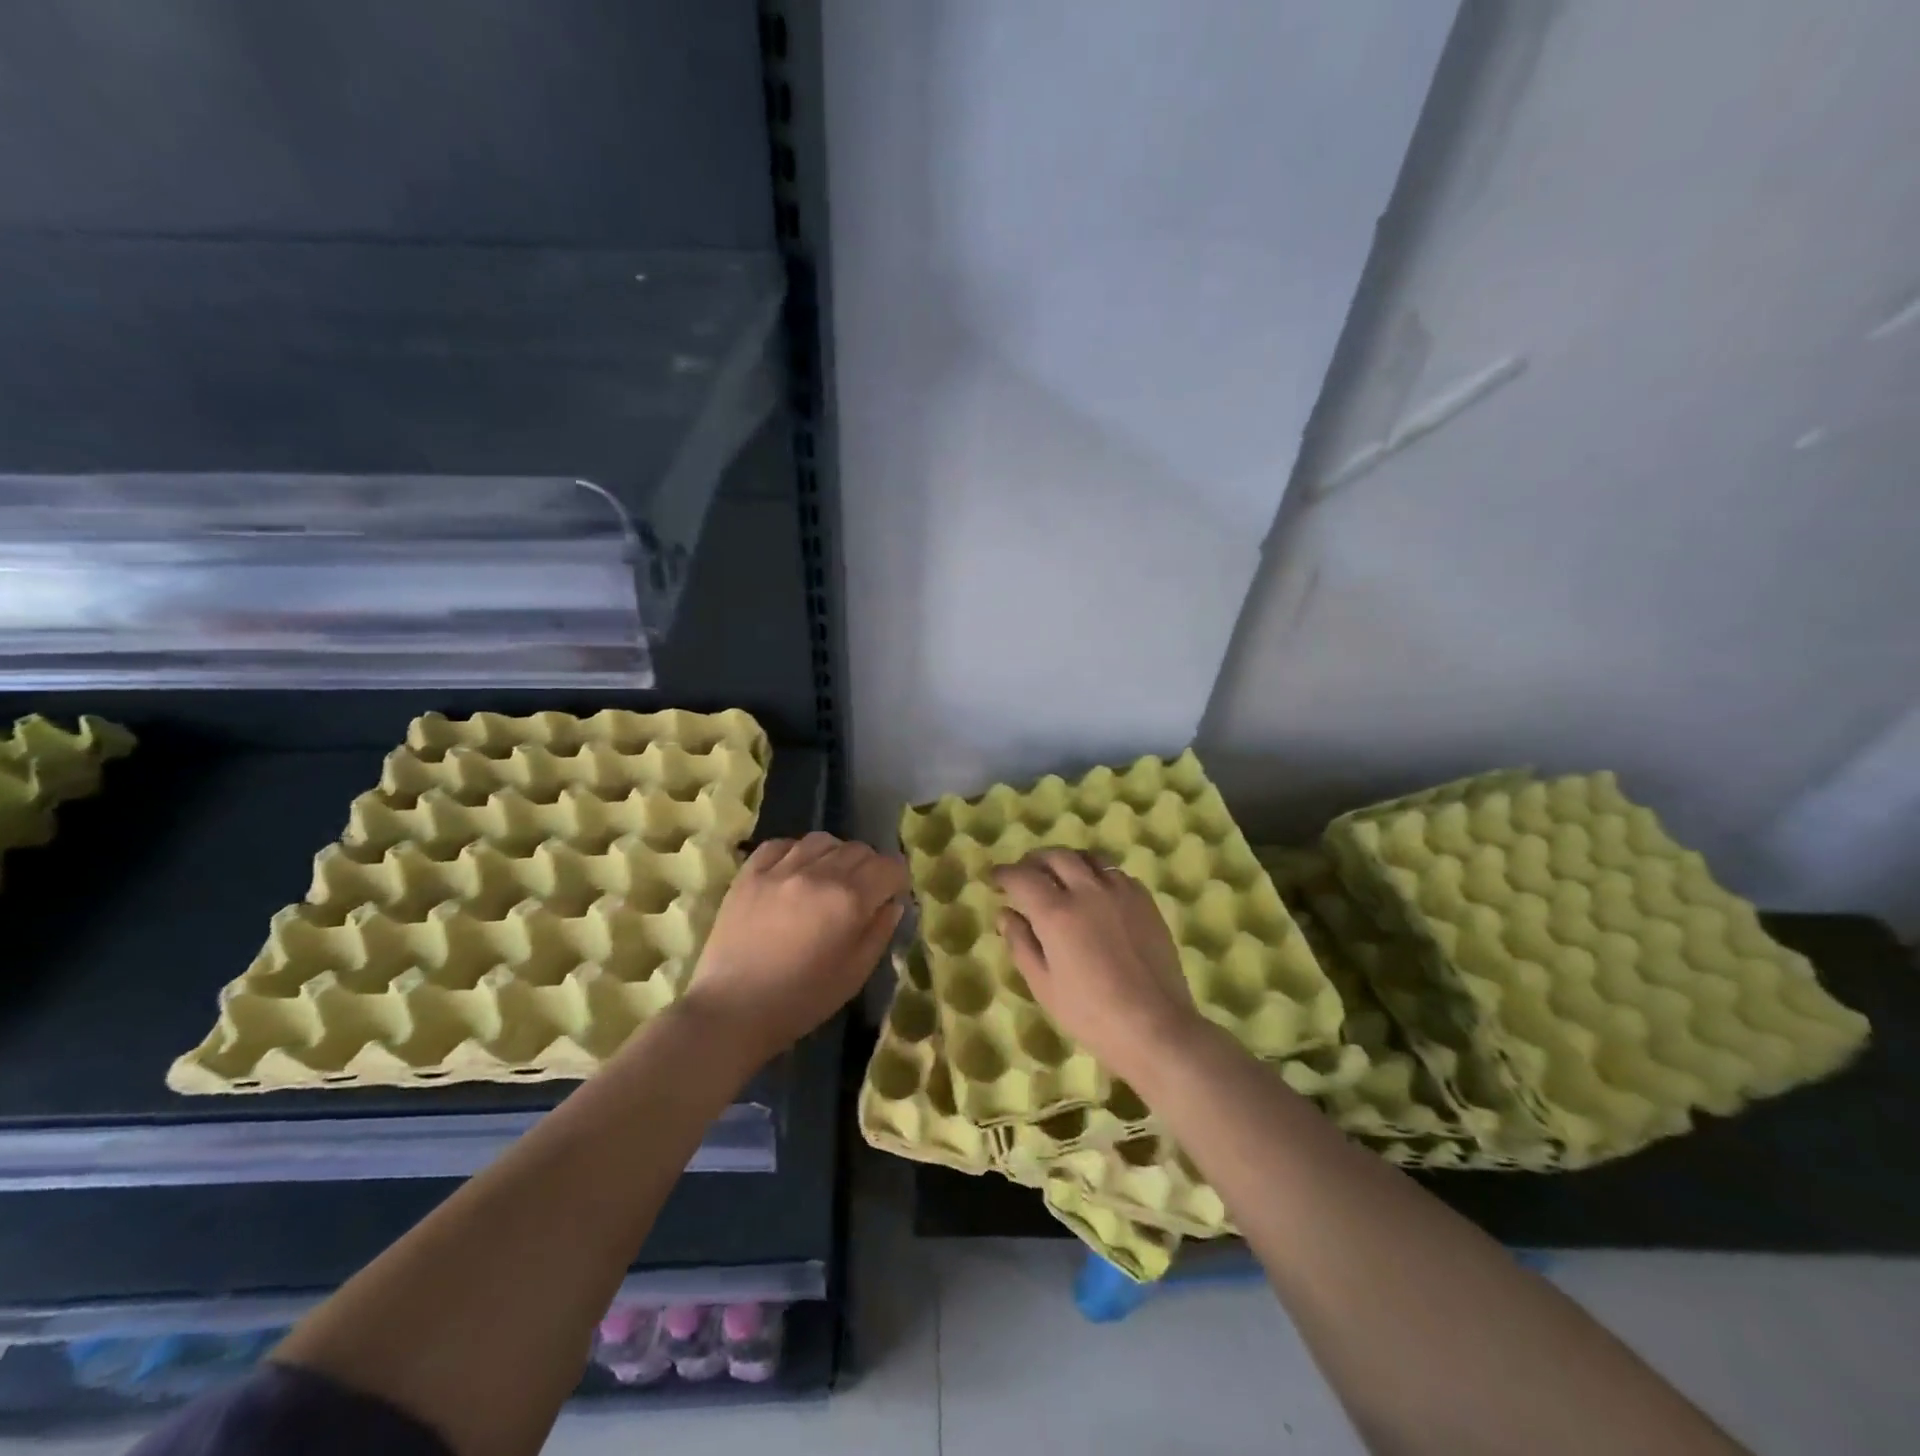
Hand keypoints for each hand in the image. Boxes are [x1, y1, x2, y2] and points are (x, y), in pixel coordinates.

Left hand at [683, 832, 907, 1059]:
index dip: (898, 878)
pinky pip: (781, 844)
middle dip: (870, 866)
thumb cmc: (802, 1000)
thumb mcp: (855, 974)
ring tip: (830, 876)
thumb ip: (880, 932)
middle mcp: (819, 873)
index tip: (893, 894)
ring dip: (836, 855)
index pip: (889, 867)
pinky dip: (796, 851)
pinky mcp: (749, 873)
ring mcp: (780, 869)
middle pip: (858, 850)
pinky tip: (795, 870)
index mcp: (850, 900)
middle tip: (864, 890)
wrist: (733, 1010)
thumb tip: (892, 903)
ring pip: (822, 840)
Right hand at [994, 849, 1201, 1084]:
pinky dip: (1097, 873)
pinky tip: (1095, 892)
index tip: (995, 877)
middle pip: (1056, 856)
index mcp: (1056, 913)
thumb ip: (1021, 943)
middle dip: (1034, 860)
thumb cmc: (1091, 1014)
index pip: (1023, 877)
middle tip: (1024, 872)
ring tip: (1059, 876)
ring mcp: (1120, 891)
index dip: (1005, 873)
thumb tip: (1005, 914)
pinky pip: (1115, 873)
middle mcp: (1088, 891)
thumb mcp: (1043, 985)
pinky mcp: (1145, 900)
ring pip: (1088, 858)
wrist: (1155, 1026)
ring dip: (1066, 861)